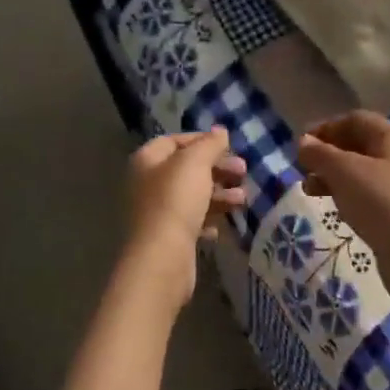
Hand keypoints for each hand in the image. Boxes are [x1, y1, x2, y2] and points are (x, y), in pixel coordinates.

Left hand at [123, 128, 247, 283]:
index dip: (201, 140)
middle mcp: (147, 183)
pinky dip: (210, 218)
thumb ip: (209, 144)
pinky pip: (193, 220)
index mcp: (147, 160)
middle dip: (217, 168)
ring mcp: (157, 212)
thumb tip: (219, 131)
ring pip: (193, 195)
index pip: (174, 140)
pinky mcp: (168, 236)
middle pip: (187, 168)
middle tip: (243, 171)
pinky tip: (223, 224)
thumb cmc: (176, 201)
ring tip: (242, 199)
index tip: (228, 146)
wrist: (162, 257)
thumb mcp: (195, 163)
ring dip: (220, 194)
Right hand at [298, 112, 389, 363]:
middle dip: (327, 154)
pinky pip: (369, 194)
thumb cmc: (381, 204)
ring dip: (333, 176)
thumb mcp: (345, 172)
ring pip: (362, 171)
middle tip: (301, 168)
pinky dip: (348, 194)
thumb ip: (320, 154)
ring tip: (308, 190)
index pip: (355, 120)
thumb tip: (303, 141)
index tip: (300, 144)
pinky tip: (335, 208)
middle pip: (359, 145)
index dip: (325, 128)